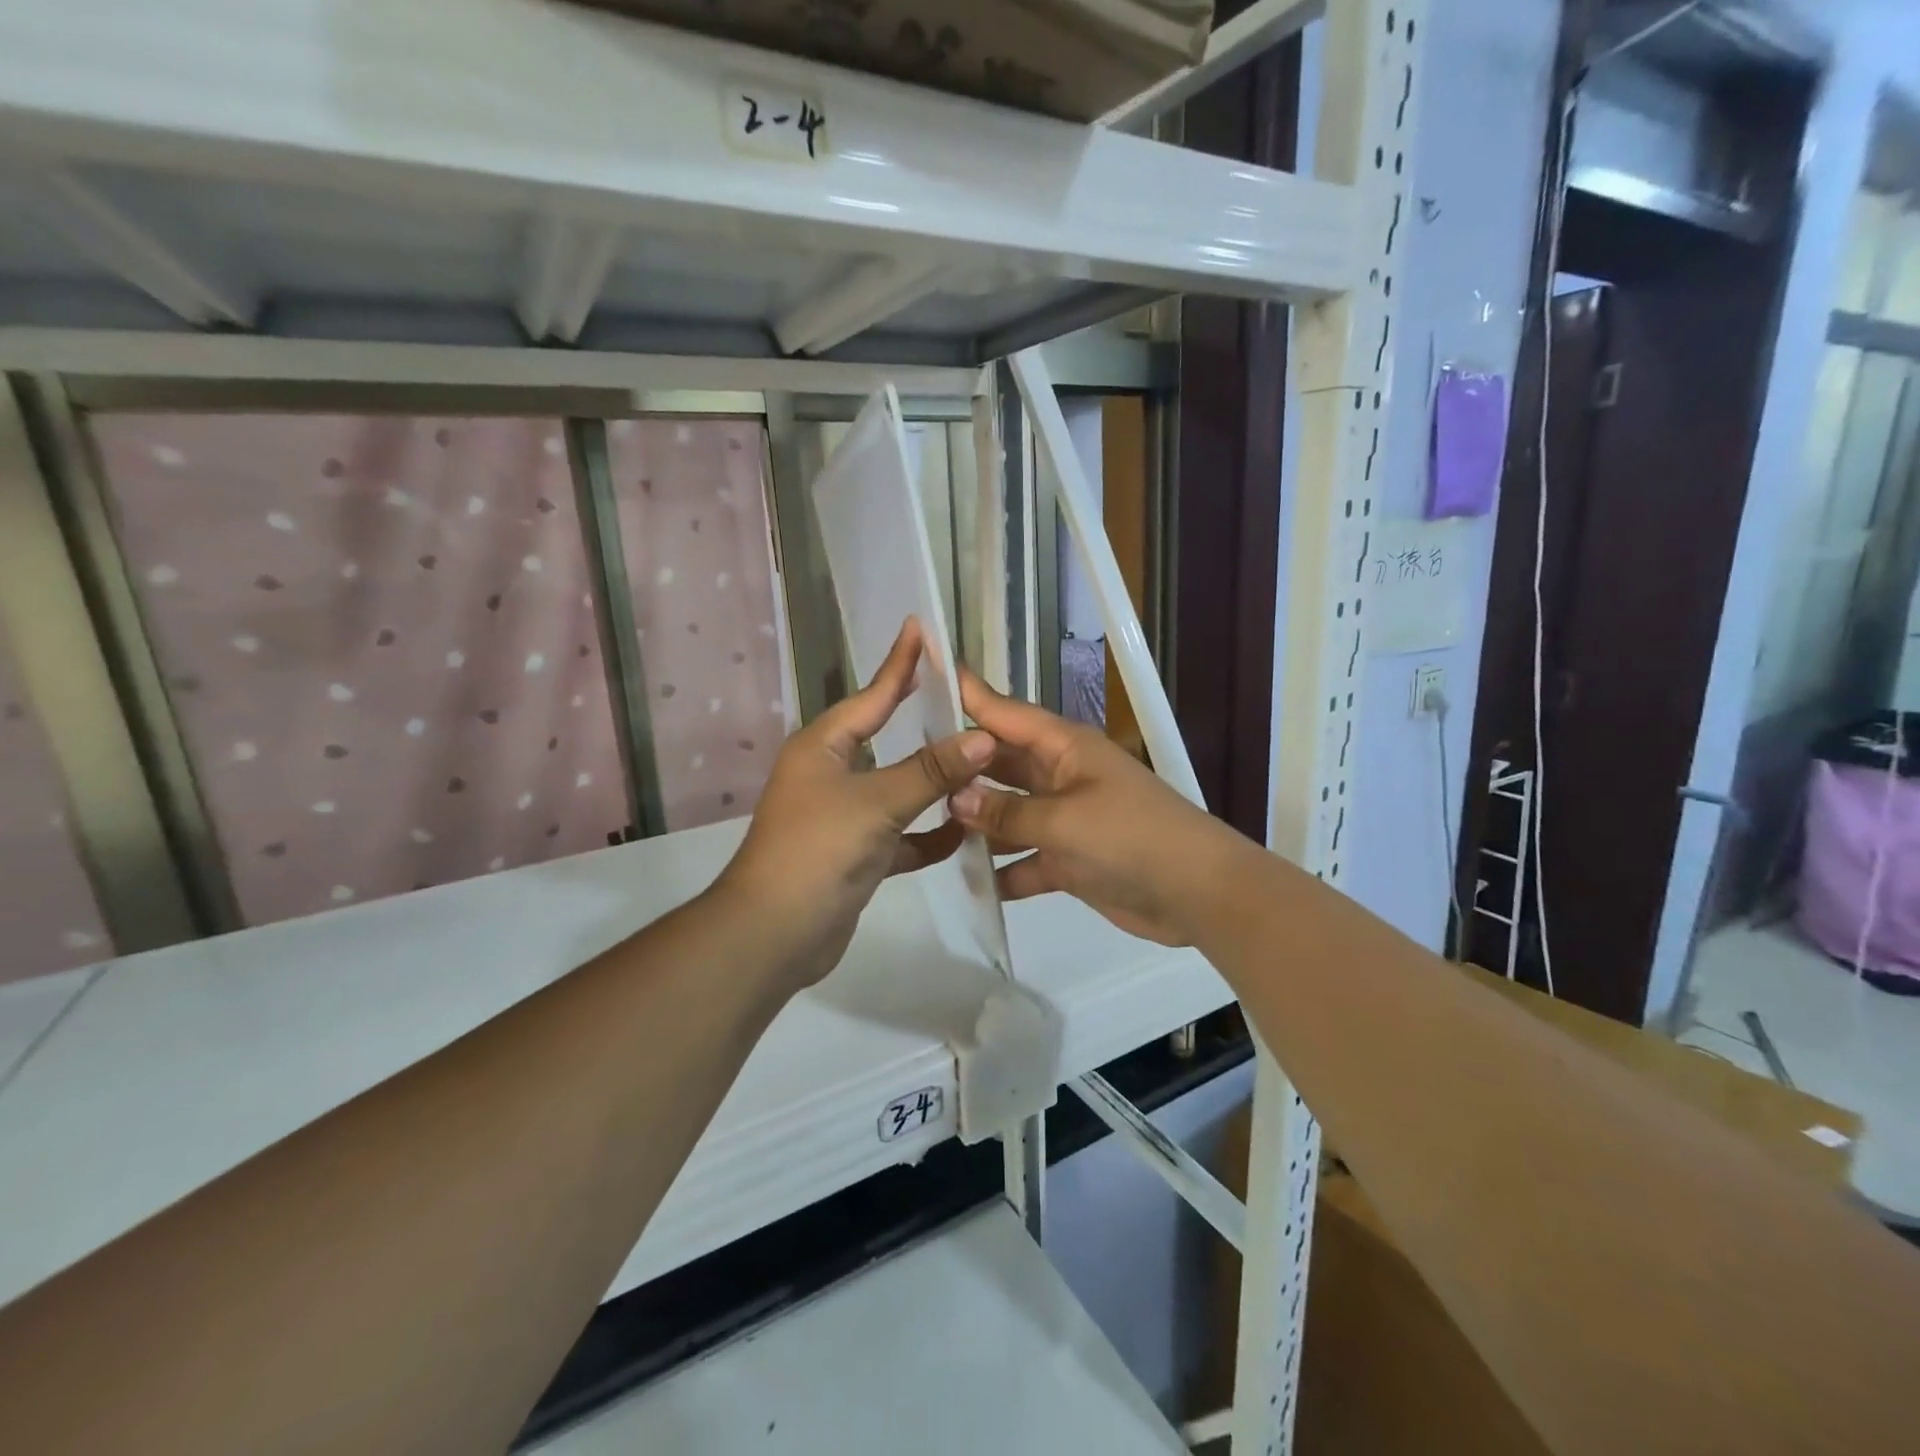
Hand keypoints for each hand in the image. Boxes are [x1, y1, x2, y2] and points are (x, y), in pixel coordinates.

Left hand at [718, 620, 994, 989]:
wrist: (774, 933)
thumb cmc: (819, 850)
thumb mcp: (877, 802)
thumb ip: (931, 770)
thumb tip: (983, 737)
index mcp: (824, 746)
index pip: (873, 694)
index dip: (900, 663)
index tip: (920, 628)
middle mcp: (831, 773)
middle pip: (887, 739)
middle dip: (924, 722)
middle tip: (963, 697)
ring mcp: (842, 815)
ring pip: (898, 789)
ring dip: (934, 785)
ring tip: (981, 767)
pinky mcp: (855, 854)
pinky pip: (900, 835)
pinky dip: (927, 836)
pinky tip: (962, 836)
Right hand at [948, 669, 1245, 945]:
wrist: (1198, 894)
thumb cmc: (1132, 838)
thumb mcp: (1064, 821)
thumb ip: (1008, 812)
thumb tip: (956, 798)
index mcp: (1064, 748)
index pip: (1005, 713)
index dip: (967, 694)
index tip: (926, 671)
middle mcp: (1060, 775)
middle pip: (1001, 764)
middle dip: (961, 767)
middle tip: (907, 768)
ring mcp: (1065, 818)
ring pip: (1008, 812)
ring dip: (976, 821)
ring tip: (924, 825)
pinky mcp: (1069, 859)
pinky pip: (1024, 858)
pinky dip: (1002, 869)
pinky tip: (967, 880)